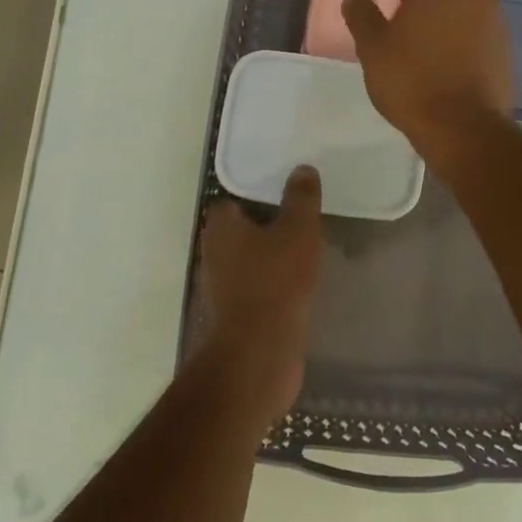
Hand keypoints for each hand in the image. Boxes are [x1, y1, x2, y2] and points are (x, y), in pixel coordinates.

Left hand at [196, 166, 323, 418]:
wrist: (260, 352)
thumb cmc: (276, 281)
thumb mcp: (298, 230)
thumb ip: (301, 198)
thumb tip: (302, 169)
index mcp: (221, 225)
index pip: (233, 199)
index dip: (258, 193)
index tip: (285, 192)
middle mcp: (215, 251)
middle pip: (242, 228)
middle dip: (268, 223)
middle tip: (301, 216)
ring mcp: (223, 285)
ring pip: (251, 257)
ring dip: (272, 254)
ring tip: (307, 246)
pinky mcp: (236, 312)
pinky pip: (258, 284)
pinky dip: (275, 280)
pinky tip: (301, 280)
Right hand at [342, 0, 512, 157]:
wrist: (464, 126)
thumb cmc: (411, 80)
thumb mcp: (373, 49)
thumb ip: (362, 17)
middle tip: (404, 15)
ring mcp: (495, 18)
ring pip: (463, 7)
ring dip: (446, 15)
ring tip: (426, 38)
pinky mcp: (506, 46)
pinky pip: (478, 31)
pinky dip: (463, 36)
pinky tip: (448, 57)